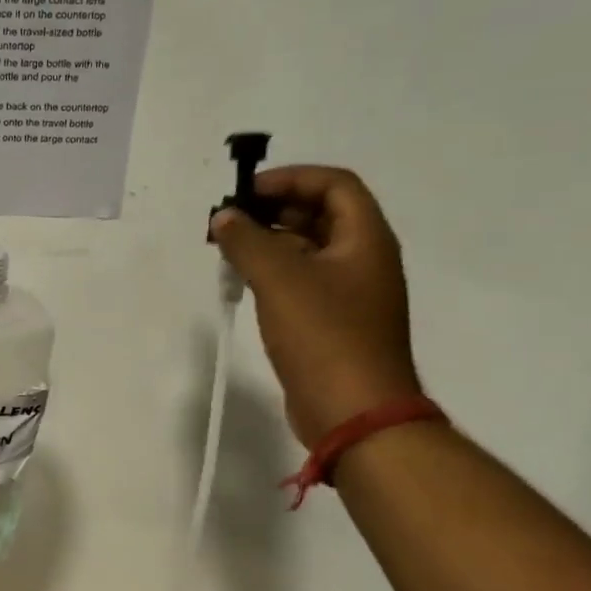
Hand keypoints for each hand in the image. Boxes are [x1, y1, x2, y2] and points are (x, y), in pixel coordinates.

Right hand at [209, 166, 420, 448]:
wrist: (354, 412)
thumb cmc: (324, 336)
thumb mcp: (280, 279)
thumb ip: (248, 241)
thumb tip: (224, 216)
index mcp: (365, 240)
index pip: (335, 185)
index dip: (291, 178)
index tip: (247, 192)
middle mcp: (363, 260)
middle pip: (320, 215)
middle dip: (274, 209)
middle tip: (230, 219)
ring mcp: (349, 293)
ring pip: (307, 249)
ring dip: (269, 241)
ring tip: (228, 248)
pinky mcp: (332, 322)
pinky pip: (301, 281)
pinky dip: (272, 272)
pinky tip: (241, 281)